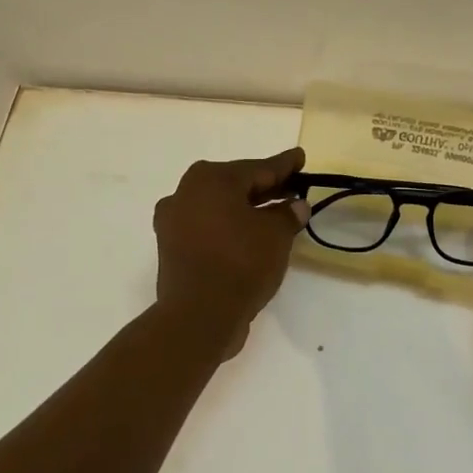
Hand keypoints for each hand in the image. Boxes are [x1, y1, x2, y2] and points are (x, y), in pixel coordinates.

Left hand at [153, 148, 308, 355]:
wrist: (199, 315)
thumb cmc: (240, 263)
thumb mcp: (275, 235)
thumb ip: (288, 214)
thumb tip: (296, 206)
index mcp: (211, 179)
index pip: (258, 168)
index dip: (284, 165)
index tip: (300, 157)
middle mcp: (186, 192)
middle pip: (235, 185)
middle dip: (265, 187)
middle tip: (292, 187)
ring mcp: (174, 221)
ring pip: (220, 207)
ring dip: (246, 209)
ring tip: (275, 214)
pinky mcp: (172, 247)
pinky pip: (208, 227)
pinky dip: (229, 228)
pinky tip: (249, 236)